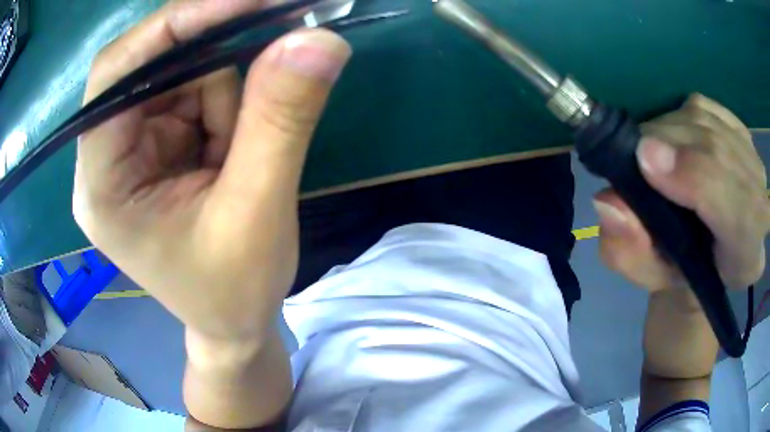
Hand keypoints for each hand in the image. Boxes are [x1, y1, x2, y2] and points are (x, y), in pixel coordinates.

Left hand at [74, 0, 351, 342]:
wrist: (230, 323)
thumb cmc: (233, 292)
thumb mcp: (259, 213)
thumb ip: (282, 120)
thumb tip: (319, 39)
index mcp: (102, 185)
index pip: (115, 76)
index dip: (173, 26)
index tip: (247, 4)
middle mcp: (104, 156)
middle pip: (152, 66)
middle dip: (214, 67)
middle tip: (270, 69)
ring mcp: (128, 147)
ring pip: (181, 74)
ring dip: (226, 98)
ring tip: (240, 158)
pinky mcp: (153, 144)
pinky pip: (193, 92)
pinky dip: (226, 108)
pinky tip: (232, 152)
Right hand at [594, 94, 768, 293]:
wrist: (712, 252)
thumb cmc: (682, 272)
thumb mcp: (650, 278)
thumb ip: (629, 253)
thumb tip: (610, 201)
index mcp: (745, 257)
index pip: (735, 210)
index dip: (695, 178)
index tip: (646, 161)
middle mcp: (760, 204)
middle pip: (717, 152)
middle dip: (670, 145)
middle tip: (634, 156)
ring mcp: (753, 160)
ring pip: (707, 123)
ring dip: (670, 130)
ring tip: (653, 153)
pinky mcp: (740, 128)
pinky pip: (704, 107)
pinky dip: (680, 115)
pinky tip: (674, 139)